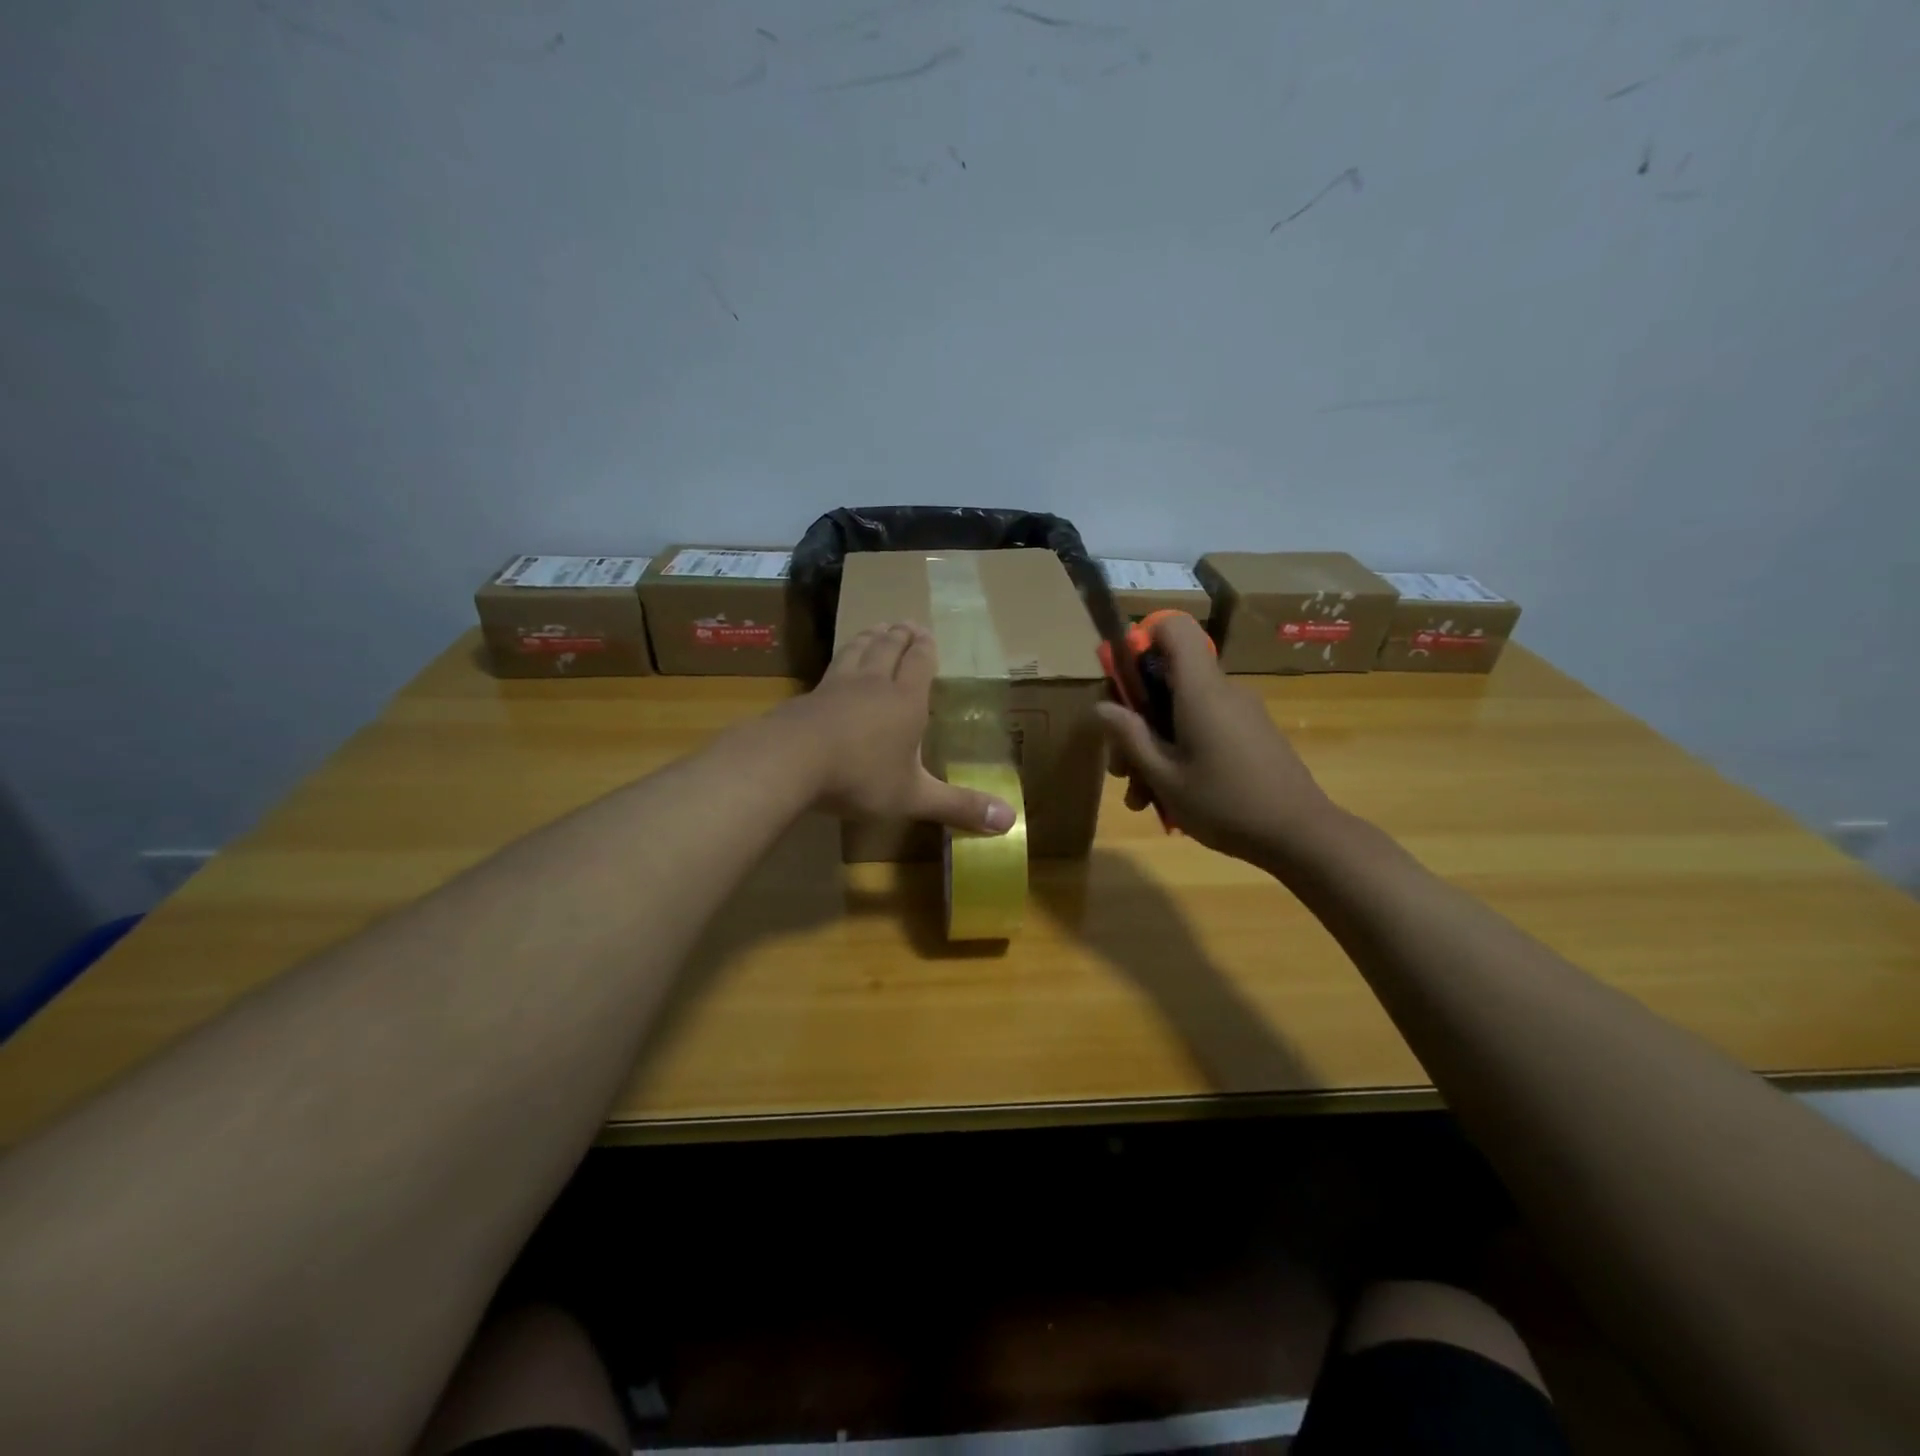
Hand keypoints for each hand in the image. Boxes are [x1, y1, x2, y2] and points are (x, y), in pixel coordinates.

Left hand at [783, 623, 1016, 833]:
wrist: (791, 761)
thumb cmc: (860, 776)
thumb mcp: (913, 797)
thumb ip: (959, 807)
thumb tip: (1011, 822)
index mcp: (906, 700)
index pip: (919, 663)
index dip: (925, 648)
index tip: (928, 634)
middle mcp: (875, 683)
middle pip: (889, 648)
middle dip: (901, 635)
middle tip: (907, 624)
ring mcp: (839, 684)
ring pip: (859, 649)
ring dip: (871, 636)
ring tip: (877, 628)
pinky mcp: (811, 694)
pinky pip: (833, 666)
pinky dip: (843, 655)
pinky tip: (839, 663)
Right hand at [1094, 613, 1334, 862]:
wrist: (1301, 835)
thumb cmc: (1226, 804)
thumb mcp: (1165, 777)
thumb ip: (1130, 737)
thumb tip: (1101, 706)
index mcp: (1200, 691)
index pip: (1174, 629)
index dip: (1142, 641)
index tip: (1121, 683)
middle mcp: (1222, 691)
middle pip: (1167, 680)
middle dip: (1135, 720)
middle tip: (1121, 770)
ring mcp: (1240, 712)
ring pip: (1181, 712)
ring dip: (1154, 748)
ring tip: (1141, 799)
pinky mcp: (1251, 734)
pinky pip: (1204, 727)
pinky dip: (1181, 753)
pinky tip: (1170, 798)